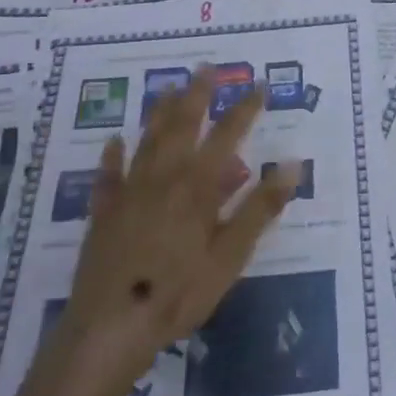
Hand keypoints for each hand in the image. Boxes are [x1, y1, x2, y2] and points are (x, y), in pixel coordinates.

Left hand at [65, 67, 298, 357]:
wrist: (110, 328)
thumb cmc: (179, 292)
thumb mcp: (231, 255)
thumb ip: (260, 208)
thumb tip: (291, 165)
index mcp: (198, 187)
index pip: (227, 136)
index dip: (244, 110)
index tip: (258, 86)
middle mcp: (163, 178)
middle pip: (182, 126)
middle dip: (197, 95)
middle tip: (205, 68)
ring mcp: (129, 193)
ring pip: (147, 141)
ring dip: (159, 112)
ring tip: (168, 88)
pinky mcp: (104, 214)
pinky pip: (108, 176)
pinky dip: (112, 156)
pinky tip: (113, 141)